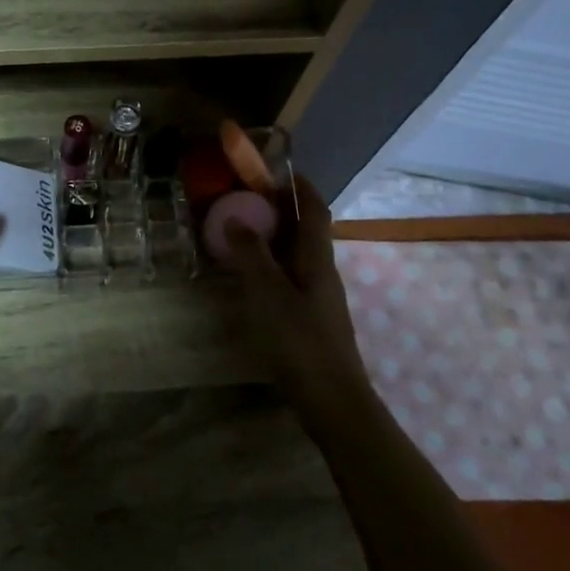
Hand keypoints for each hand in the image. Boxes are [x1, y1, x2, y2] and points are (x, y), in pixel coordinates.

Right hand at [223, 174, 371, 416]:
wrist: (333, 401)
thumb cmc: (299, 340)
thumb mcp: (268, 293)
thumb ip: (251, 254)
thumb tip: (237, 217)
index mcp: (317, 259)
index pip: (315, 209)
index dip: (300, 186)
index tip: (277, 169)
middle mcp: (323, 272)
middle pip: (306, 231)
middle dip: (281, 210)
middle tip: (246, 200)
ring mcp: (320, 298)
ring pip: (297, 256)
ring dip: (274, 239)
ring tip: (242, 234)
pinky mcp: (312, 320)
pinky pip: (291, 278)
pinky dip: (272, 266)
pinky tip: (252, 279)